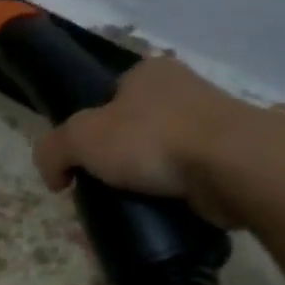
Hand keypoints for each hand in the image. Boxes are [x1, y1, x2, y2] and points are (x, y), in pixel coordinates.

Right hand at [32, 56, 257, 227]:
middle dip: (115, 159)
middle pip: (132, 128)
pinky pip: (186, 177)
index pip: (107, 98)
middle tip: (99, 188)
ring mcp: (212, 121)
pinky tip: (159, 212)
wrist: (233, 166)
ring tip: (128, 205)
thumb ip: (52, 151)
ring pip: (160, 154)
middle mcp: (183, 88)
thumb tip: (55, 177)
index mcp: (148, 72)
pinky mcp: (231, 156)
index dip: (88, 130)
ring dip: (143, 179)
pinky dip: (170, 194)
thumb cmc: (151, 139)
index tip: (81, 161)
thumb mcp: (78, 138)